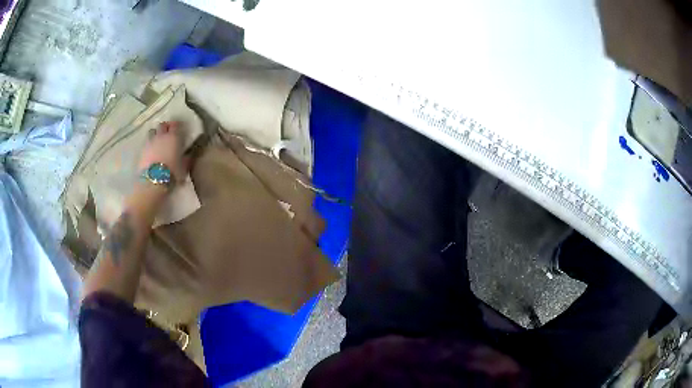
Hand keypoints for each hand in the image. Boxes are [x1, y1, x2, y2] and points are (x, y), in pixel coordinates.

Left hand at [138, 122, 188, 183]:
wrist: (153, 181)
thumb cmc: (172, 173)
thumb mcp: (184, 167)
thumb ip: (187, 158)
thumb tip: (189, 153)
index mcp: (174, 137)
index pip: (176, 124)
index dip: (177, 125)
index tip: (180, 128)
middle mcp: (161, 136)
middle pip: (162, 125)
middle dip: (165, 127)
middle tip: (168, 132)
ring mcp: (150, 142)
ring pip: (152, 131)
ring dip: (155, 133)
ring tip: (157, 140)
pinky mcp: (142, 150)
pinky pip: (146, 142)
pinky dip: (149, 143)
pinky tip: (151, 150)